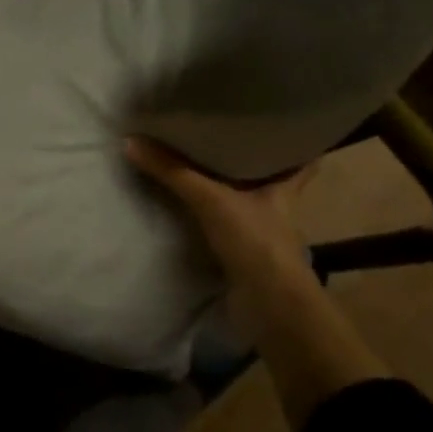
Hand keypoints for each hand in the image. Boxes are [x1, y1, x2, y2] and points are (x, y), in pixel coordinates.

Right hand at [124, 136, 315, 280]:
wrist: (270, 307)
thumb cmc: (255, 242)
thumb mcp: (210, 199)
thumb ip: (172, 171)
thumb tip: (131, 140)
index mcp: (284, 189)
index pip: (301, 161)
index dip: (294, 143)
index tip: (277, 124)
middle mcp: (277, 208)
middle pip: (270, 179)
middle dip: (250, 162)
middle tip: (223, 136)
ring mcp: (262, 233)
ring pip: (246, 202)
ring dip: (227, 189)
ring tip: (197, 165)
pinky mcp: (245, 254)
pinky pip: (226, 225)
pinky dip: (211, 217)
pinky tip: (190, 206)